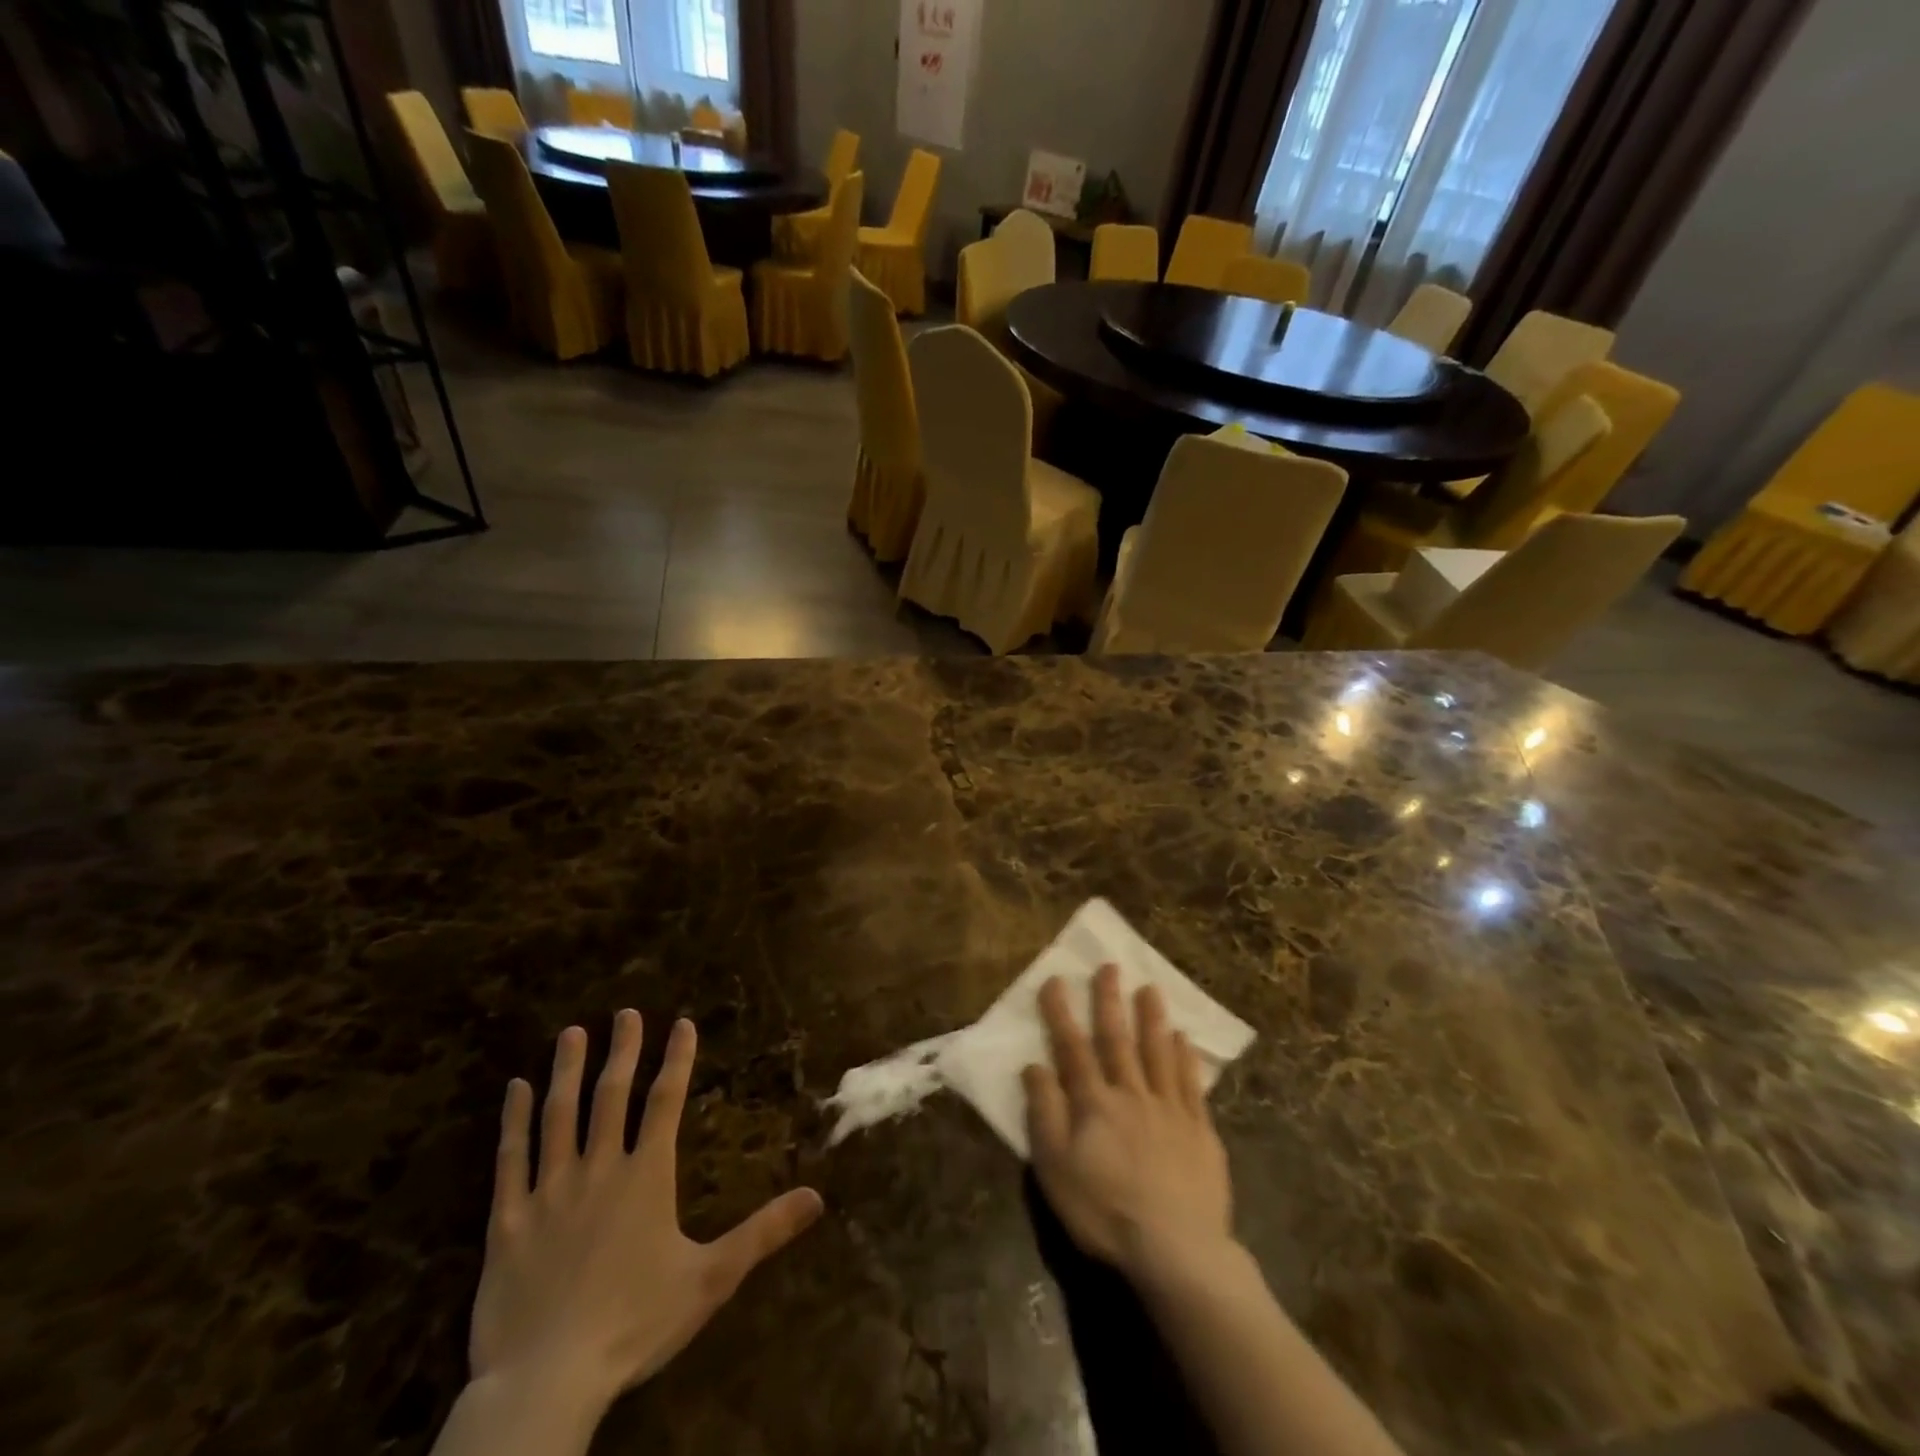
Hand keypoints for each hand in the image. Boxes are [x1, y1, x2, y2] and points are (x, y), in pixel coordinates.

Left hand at [469, 1011, 824, 1419]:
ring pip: (559, 1115)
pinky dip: (512, 1121)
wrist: (547, 1382)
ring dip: (567, 1071)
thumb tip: (819, 1198)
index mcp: (646, 1177)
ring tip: (572, 1033)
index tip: (682, 1023)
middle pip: (612, 1096)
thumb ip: (763, 1232)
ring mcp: (549, 1191)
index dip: (677, 1060)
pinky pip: (510, 1159)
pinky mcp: (508, 1220)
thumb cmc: (635, 1324)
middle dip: (622, 1050)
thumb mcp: (712, 1279)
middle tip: (626, 1013)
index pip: (666, 1103)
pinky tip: (514, 1089)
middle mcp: (599, 1169)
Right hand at [1022, 966, 1233, 1279]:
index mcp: (1094, 1103)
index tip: (1055, 979)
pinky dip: (1185, 1058)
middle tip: (1109, 966)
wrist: (1177, 1251)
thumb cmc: (1105, 1212)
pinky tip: (1184, 1039)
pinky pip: (1190, 1084)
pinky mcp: (1200, 1131)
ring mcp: (1170, 1110)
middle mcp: (1132, 1094)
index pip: (1072, 1048)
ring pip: (1158, 1052)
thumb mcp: (1055, 1168)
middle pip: (1118, 1039)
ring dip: (1152, 1018)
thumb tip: (1034, 1065)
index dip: (1061, 1013)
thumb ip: (1044, 1112)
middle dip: (1110, 1000)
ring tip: (1150, 988)